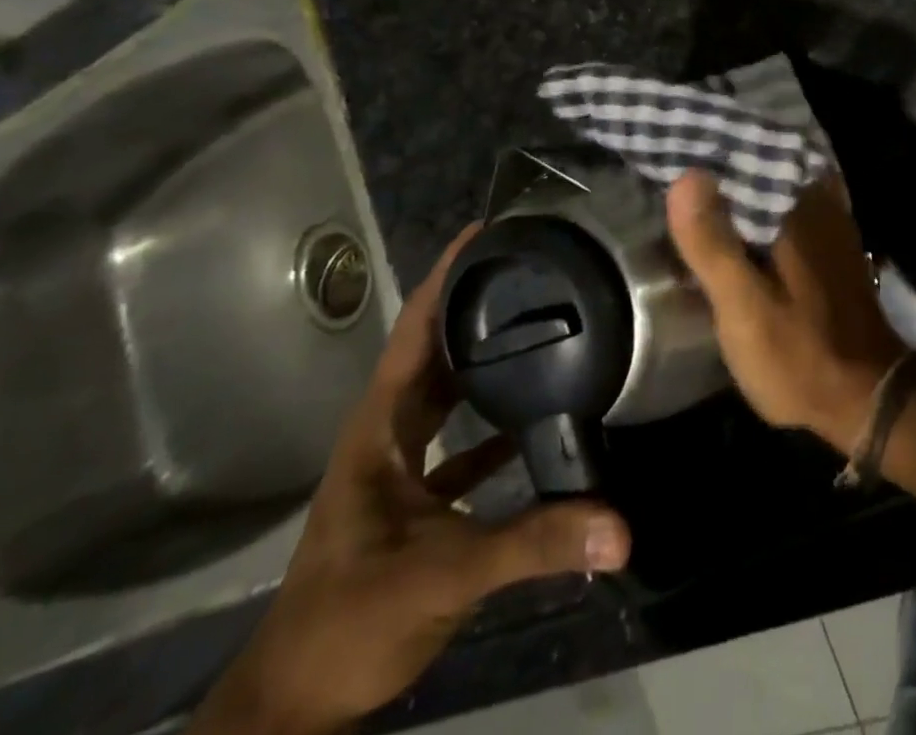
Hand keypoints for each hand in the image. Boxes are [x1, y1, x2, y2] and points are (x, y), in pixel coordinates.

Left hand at [189, 224, 631, 734]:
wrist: (294, 708)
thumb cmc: (349, 622)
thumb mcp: (444, 575)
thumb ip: (534, 543)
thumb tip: (621, 524)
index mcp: (381, 426)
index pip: (414, 330)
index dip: (446, 275)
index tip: (490, 228)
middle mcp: (390, 432)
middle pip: (437, 350)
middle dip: (478, 304)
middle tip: (539, 264)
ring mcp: (402, 466)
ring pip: (450, 393)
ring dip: (489, 359)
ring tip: (549, 321)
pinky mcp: (418, 500)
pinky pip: (465, 442)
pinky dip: (497, 424)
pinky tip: (543, 416)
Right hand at [667, 173, 905, 451]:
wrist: (865, 397)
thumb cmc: (799, 354)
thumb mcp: (744, 306)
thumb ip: (714, 244)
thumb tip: (687, 175)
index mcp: (798, 208)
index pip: (749, 156)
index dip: (710, 149)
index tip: (673, 142)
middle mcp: (819, 204)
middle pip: (763, 168)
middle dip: (723, 164)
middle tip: (675, 158)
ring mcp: (829, 225)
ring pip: (775, 190)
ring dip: (740, 187)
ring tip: (696, 185)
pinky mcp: (829, 249)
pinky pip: (788, 211)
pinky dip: (760, 211)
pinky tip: (735, 224)